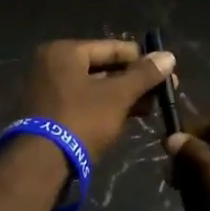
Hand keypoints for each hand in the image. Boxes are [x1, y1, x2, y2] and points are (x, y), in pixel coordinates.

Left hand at [20, 39, 175, 162]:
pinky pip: (83, 101)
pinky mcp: (48, 112)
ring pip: (94, 87)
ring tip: (151, 108)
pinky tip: (129, 116)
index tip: (167, 72)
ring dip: (122, 96)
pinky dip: (105, 107)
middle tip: (162, 93)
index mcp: (64, 51)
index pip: (111, 47)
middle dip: (133, 81)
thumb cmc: (81, 120)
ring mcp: (47, 89)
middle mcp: (51, 64)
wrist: (41, 163)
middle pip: (102, 67)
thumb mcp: (117, 96)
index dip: (142, 59)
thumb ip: (143, 75)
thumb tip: (168, 55)